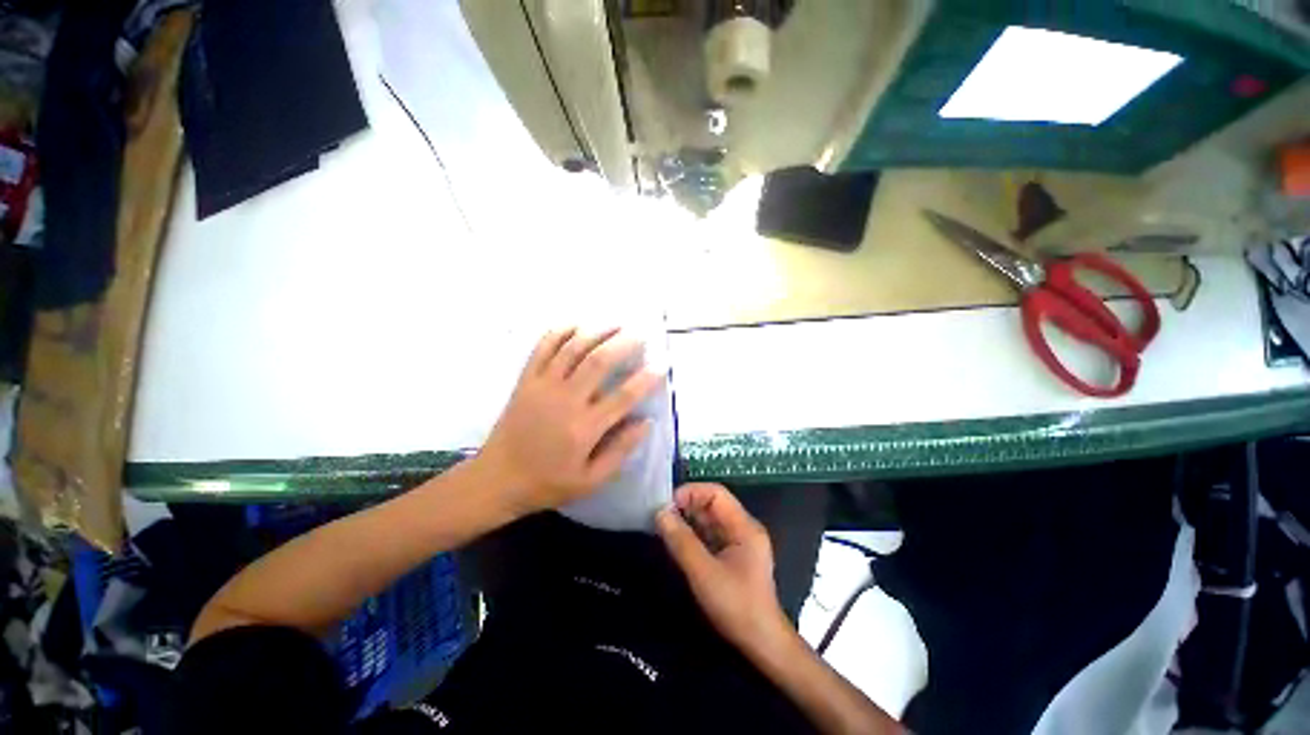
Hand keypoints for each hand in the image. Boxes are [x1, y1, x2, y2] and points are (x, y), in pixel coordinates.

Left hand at [479, 327, 662, 516]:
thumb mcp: (590, 480)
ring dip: (597, 332)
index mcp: (585, 428)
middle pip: (599, 361)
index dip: (647, 378)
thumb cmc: (548, 482)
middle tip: (641, 334)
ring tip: (616, 323)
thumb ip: (620, 451)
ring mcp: (543, 386)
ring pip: (573, 348)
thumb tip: (646, 422)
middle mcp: (566, 400)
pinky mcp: (526, 380)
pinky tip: (576, 324)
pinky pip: (543, 348)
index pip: (624, 396)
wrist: (498, 479)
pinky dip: (559, 332)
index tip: (662, 364)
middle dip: (624, 343)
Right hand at [656, 483, 791, 654]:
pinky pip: (710, 536)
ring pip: (710, 521)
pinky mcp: (733, 557)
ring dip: (688, 521)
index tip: (667, 504)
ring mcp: (739, 543)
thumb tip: (660, 513)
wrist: (762, 645)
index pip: (716, 493)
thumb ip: (681, 541)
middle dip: (687, 507)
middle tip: (660, 516)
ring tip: (664, 527)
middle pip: (712, 505)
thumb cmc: (736, 606)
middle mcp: (743, 528)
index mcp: (744, 526)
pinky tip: (677, 542)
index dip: (691, 493)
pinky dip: (693, 535)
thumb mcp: (704, 572)